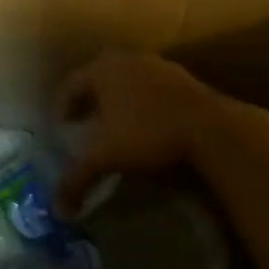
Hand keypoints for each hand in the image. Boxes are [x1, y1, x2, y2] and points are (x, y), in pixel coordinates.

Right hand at [54, 51, 227, 209]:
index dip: (61, 109)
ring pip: (125, 81)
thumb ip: (77, 178)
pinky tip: (146, 126)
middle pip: (97, 79)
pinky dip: (141, 103)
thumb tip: (59, 209)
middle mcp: (126, 59)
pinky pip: (150, 88)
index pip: (69, 85)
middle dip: (88, 103)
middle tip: (83, 127)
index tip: (61, 130)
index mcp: (102, 69)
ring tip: (114, 128)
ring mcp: (157, 64)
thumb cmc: (147, 133)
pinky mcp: (182, 77)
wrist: (209, 127)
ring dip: (116, 102)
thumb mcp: (105, 157)